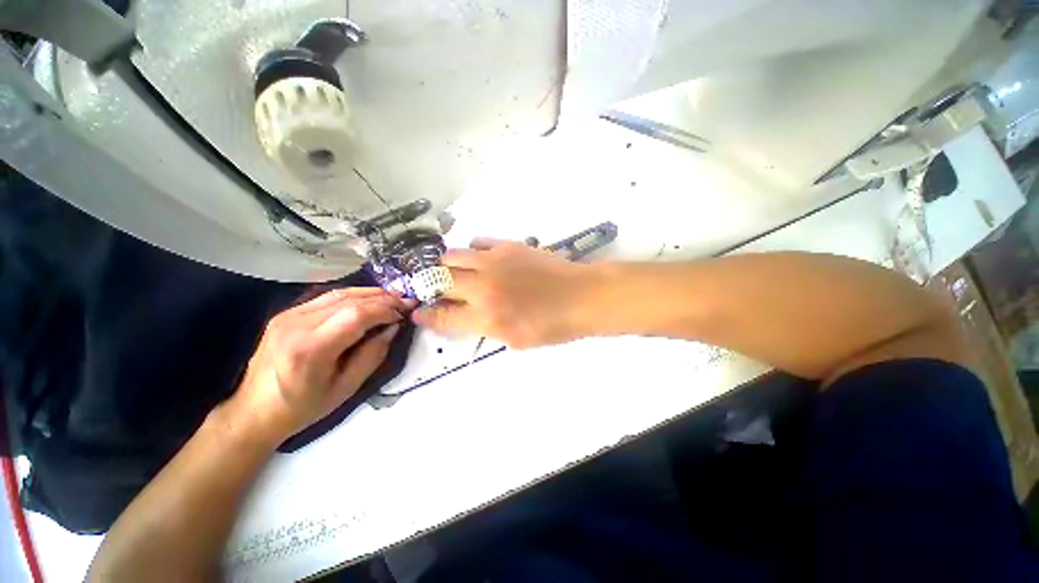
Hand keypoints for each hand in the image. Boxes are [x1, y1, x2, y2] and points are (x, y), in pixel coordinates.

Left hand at [224, 288, 412, 446]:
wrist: (254, 412)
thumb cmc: (304, 407)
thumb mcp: (347, 387)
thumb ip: (373, 354)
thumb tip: (393, 327)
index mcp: (311, 348)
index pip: (357, 315)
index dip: (385, 309)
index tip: (406, 312)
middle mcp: (297, 325)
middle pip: (349, 300)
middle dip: (382, 298)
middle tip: (405, 301)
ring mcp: (288, 315)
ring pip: (338, 294)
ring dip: (370, 294)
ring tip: (392, 297)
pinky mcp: (286, 314)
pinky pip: (326, 297)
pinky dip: (352, 296)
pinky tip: (368, 300)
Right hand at [412, 238, 598, 347]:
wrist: (581, 296)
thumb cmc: (553, 326)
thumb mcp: (515, 340)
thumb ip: (485, 327)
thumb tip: (464, 316)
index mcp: (487, 317)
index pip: (443, 316)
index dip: (426, 315)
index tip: (418, 312)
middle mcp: (483, 286)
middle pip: (439, 280)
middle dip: (429, 286)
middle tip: (433, 289)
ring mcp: (494, 261)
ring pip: (451, 256)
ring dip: (445, 266)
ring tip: (451, 271)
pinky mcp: (507, 245)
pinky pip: (476, 243)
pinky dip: (471, 252)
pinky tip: (479, 259)